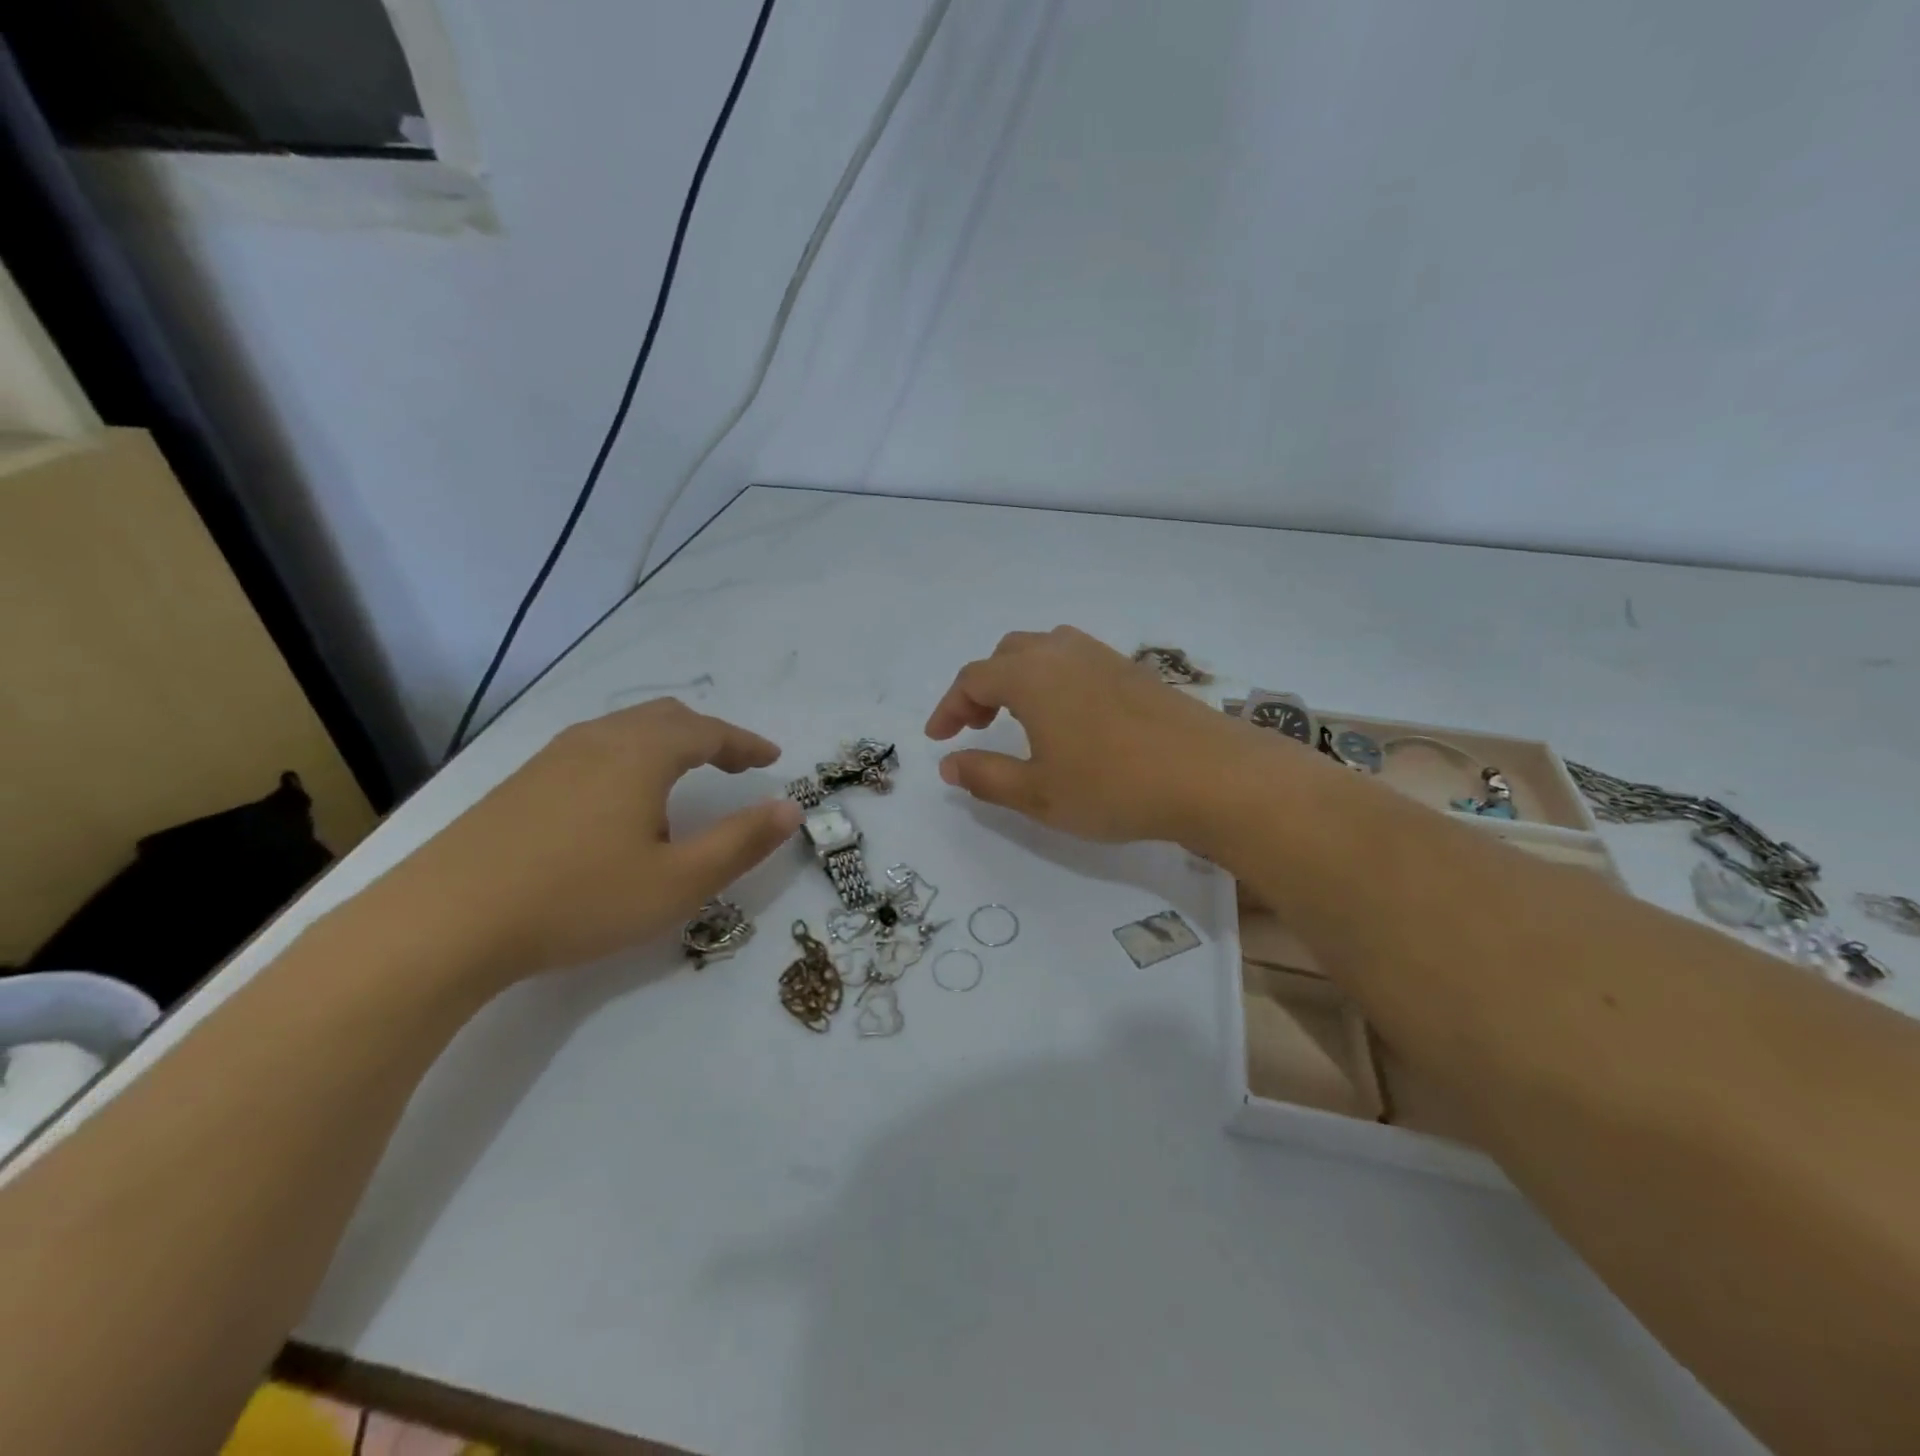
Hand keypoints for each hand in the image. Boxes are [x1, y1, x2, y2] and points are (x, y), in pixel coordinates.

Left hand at [383, 700, 800, 981]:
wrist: (442, 923)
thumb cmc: (578, 899)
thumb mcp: (678, 882)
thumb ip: (741, 842)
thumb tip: (790, 808)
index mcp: (641, 754)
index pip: (709, 732)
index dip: (745, 743)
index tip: (772, 757)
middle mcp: (598, 741)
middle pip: (666, 718)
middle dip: (709, 735)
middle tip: (734, 762)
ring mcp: (552, 758)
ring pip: (625, 730)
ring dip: (667, 743)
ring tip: (684, 775)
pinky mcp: (521, 783)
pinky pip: (594, 748)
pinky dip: (630, 756)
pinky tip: (620, 797)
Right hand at [925, 626, 1263, 844]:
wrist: (1211, 775)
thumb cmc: (1113, 787)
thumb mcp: (1038, 794)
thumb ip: (985, 776)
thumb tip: (949, 763)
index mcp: (1032, 676)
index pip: (973, 679)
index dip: (949, 707)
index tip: (938, 738)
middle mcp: (1064, 653)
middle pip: (1007, 654)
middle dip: (983, 687)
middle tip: (977, 725)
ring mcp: (1104, 657)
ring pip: (1045, 650)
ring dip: (1020, 677)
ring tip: (1020, 717)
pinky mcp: (1135, 670)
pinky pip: (1077, 660)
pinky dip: (1054, 679)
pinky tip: (1070, 717)